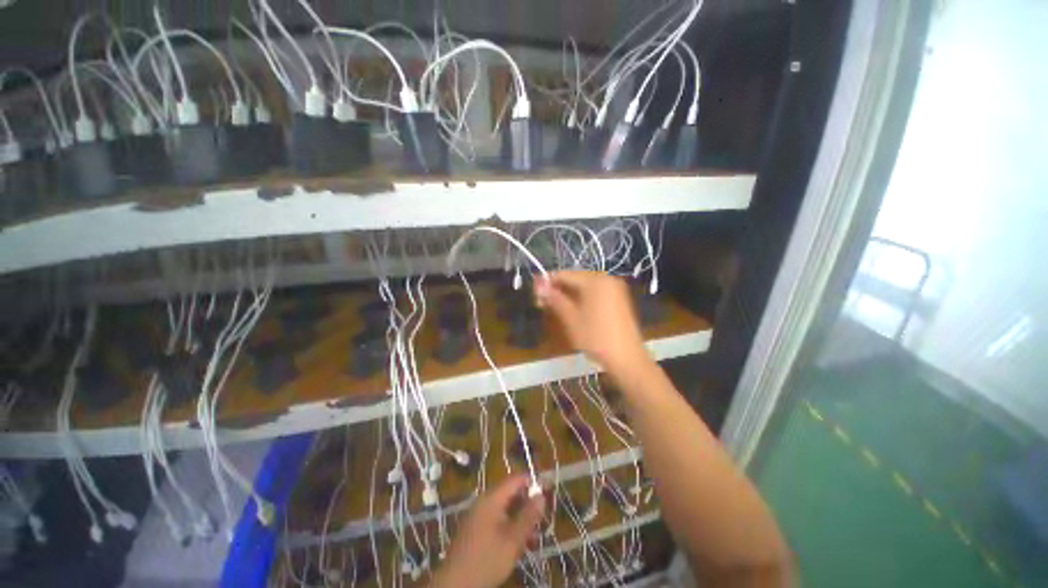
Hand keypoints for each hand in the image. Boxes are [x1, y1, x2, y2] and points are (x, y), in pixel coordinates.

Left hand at [432, 475, 544, 587]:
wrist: (455, 584)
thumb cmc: (486, 560)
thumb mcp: (513, 540)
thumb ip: (528, 516)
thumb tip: (541, 495)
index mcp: (492, 498)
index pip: (515, 479)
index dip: (532, 483)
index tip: (547, 492)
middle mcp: (484, 501)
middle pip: (510, 494)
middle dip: (527, 505)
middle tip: (541, 521)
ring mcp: (478, 515)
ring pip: (505, 509)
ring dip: (520, 519)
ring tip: (532, 537)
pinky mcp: (475, 529)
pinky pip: (496, 519)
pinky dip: (509, 527)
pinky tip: (518, 544)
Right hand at [534, 271, 650, 381]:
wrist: (627, 358)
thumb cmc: (596, 337)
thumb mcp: (571, 318)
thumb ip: (554, 298)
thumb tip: (538, 285)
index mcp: (595, 280)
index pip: (565, 274)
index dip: (547, 282)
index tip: (533, 292)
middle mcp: (606, 278)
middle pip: (575, 278)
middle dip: (557, 288)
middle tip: (541, 303)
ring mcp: (615, 288)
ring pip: (584, 286)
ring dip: (568, 294)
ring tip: (554, 307)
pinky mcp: (618, 299)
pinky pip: (595, 292)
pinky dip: (581, 298)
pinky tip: (572, 309)